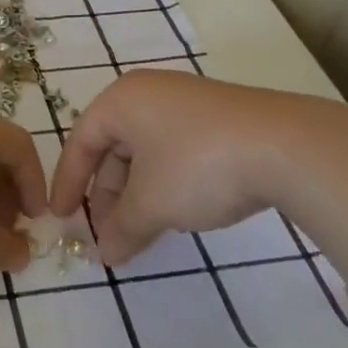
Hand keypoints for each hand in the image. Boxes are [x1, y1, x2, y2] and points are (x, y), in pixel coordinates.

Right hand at [50, 70, 347, 265]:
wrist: (286, 146)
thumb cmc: (197, 165)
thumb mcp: (151, 203)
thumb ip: (121, 228)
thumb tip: (104, 254)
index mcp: (122, 100)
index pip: (81, 141)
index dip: (68, 183)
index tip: (61, 217)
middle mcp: (149, 93)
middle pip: (114, 146)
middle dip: (108, 193)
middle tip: (109, 231)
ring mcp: (187, 102)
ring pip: (146, 150)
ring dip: (138, 192)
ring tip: (143, 229)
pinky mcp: (218, 118)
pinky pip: (175, 149)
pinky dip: (166, 181)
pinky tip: (179, 209)